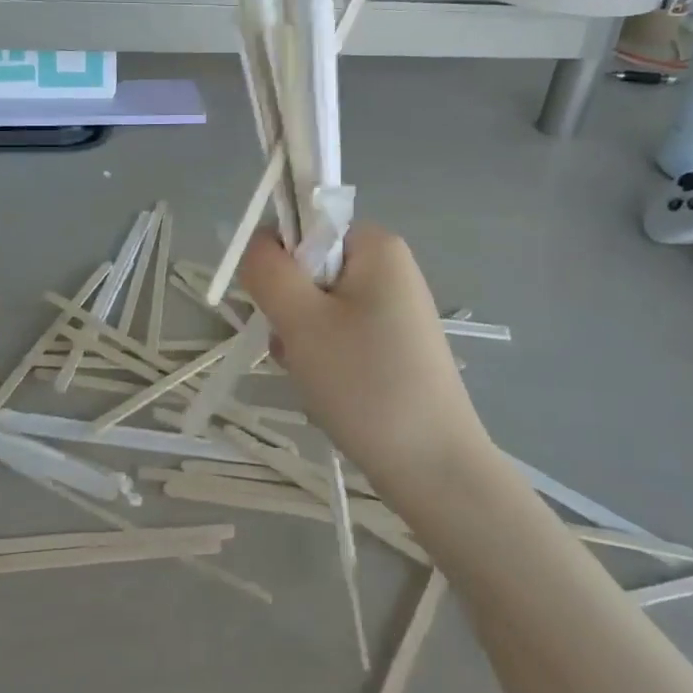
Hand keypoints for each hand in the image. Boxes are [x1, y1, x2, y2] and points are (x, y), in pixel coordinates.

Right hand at [238, 224, 489, 487]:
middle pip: (310, 270)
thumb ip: (268, 270)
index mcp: (376, 245)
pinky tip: (330, 392)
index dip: (282, 263)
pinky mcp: (394, 345)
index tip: (282, 308)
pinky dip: (324, 359)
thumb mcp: (302, 320)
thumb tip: (259, 242)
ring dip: (302, 340)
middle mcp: (390, 267)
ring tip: (316, 378)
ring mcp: (395, 309)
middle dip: (291, 311)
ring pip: (320, 308)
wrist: (433, 467)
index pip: (305, 225)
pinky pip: (340, 335)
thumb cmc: (365, 382)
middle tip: (299, 350)